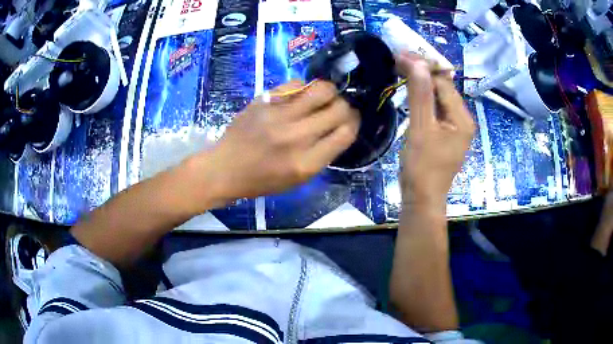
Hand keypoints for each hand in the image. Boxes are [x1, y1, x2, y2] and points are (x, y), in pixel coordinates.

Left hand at [202, 80, 358, 202]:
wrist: (225, 168)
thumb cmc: (262, 180)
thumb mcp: (298, 179)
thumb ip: (322, 155)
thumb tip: (340, 127)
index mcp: (307, 163)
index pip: (346, 133)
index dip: (354, 123)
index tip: (351, 120)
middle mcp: (296, 137)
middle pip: (339, 109)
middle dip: (345, 107)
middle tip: (338, 108)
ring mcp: (279, 116)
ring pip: (322, 89)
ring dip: (329, 92)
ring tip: (322, 98)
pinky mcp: (265, 101)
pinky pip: (296, 83)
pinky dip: (304, 87)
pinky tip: (300, 96)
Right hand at [396, 53, 474, 206]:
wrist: (421, 199)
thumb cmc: (422, 167)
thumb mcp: (420, 128)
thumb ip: (421, 94)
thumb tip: (417, 62)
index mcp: (463, 118)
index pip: (443, 83)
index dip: (422, 67)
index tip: (400, 56)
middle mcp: (463, 120)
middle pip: (443, 89)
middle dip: (422, 73)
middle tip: (398, 60)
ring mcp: (455, 128)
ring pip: (439, 98)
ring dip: (421, 84)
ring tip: (401, 70)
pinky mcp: (446, 134)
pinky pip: (436, 110)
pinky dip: (423, 99)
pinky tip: (410, 91)